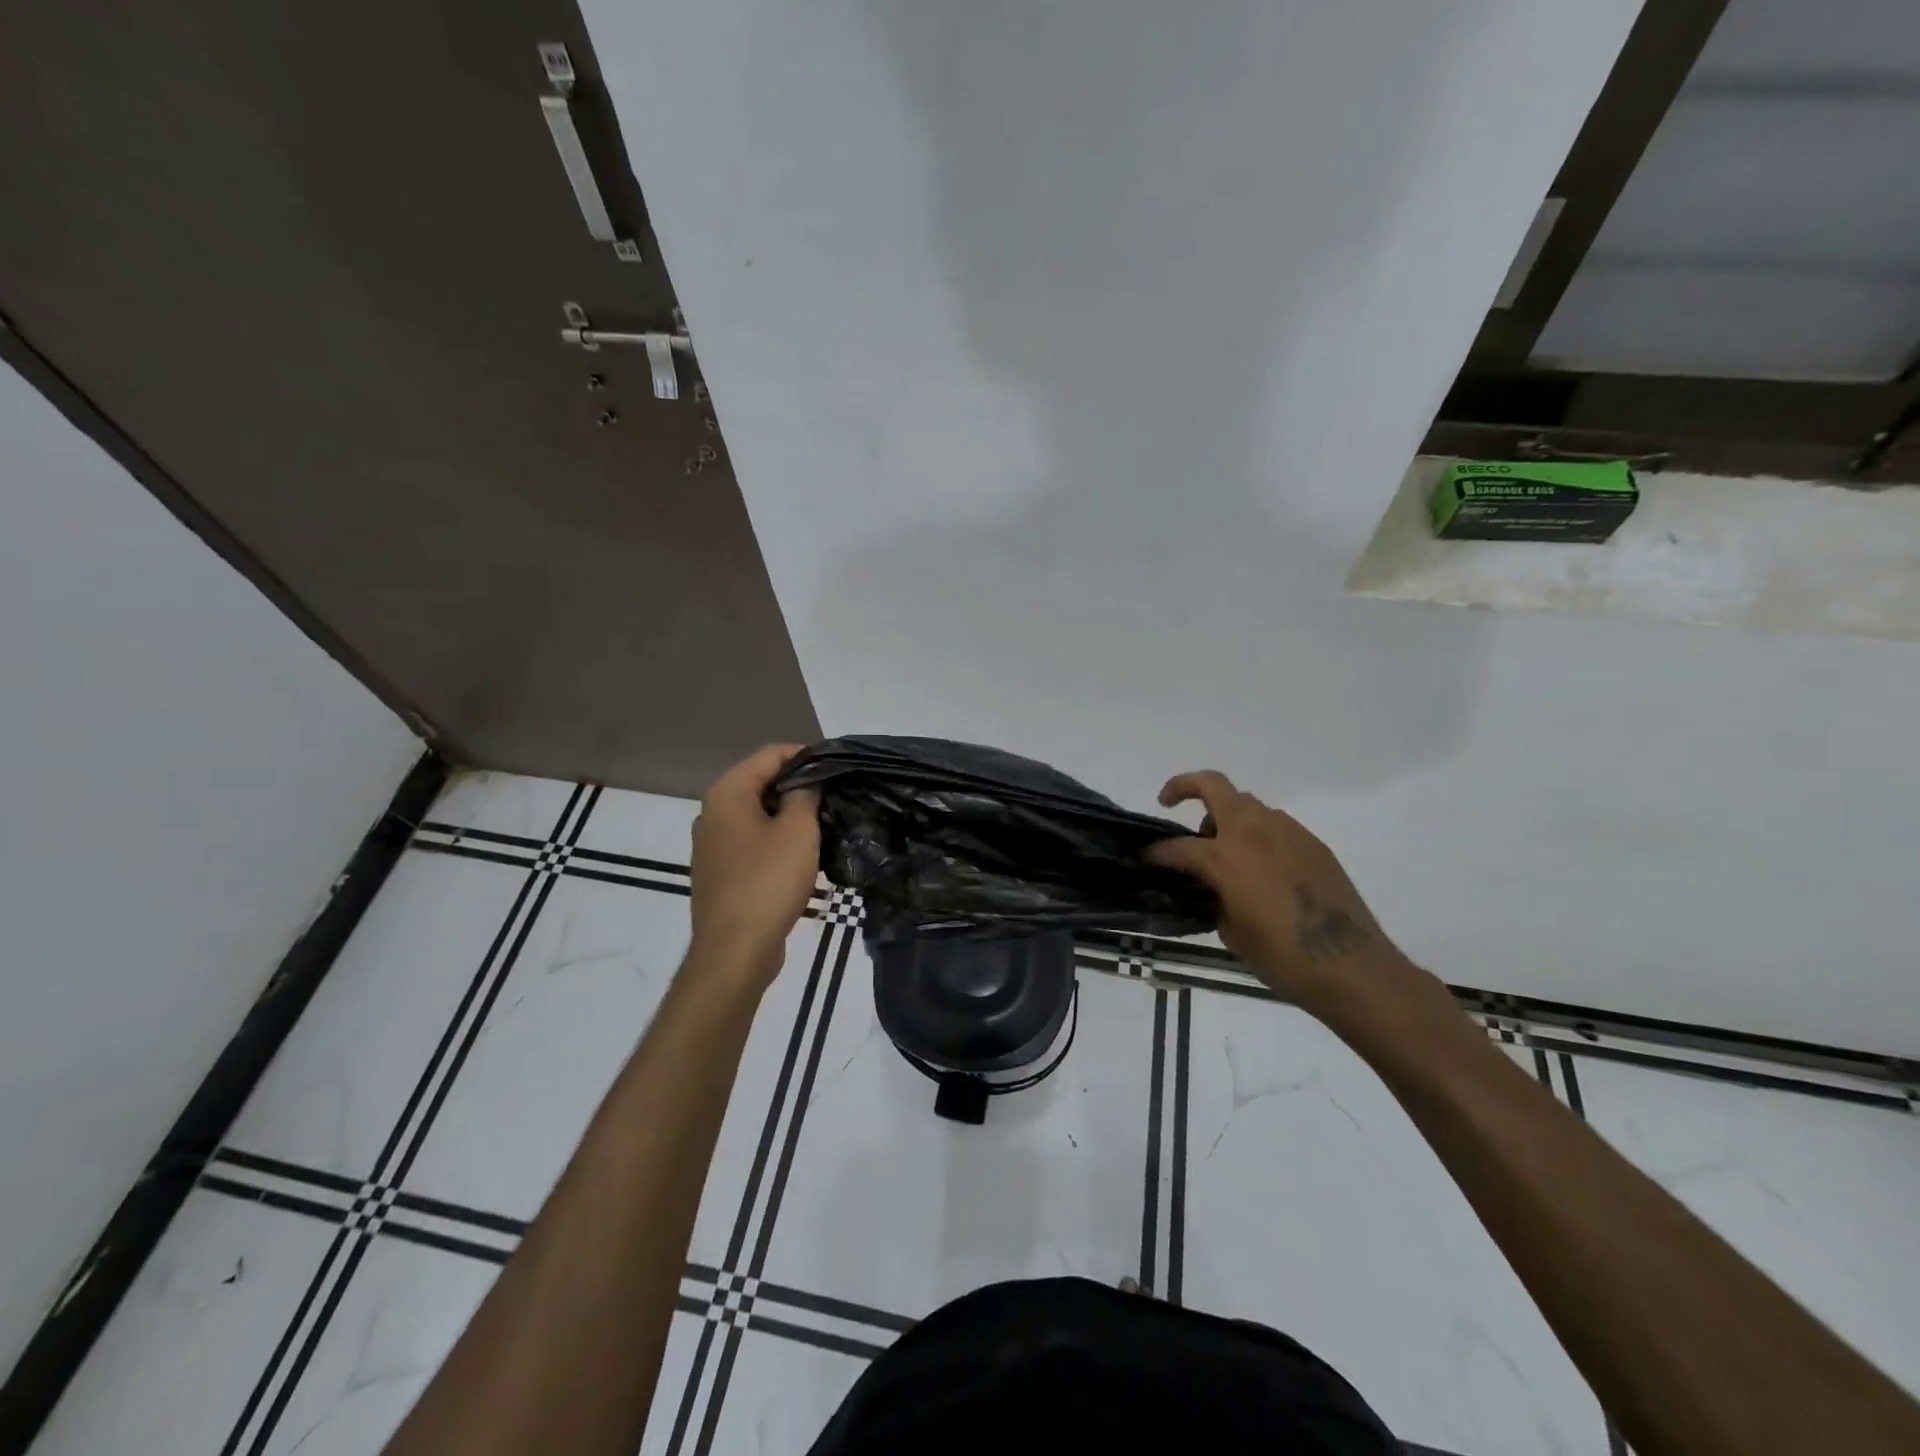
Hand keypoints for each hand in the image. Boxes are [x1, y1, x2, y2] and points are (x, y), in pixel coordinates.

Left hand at [688, 744, 820, 990]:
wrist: (735, 951)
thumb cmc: (768, 882)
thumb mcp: (798, 831)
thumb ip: (805, 795)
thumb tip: (807, 781)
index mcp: (727, 793)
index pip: (770, 754)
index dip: (805, 755)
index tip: (836, 767)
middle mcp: (712, 813)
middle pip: (761, 783)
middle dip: (798, 786)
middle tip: (835, 797)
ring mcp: (712, 845)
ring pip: (757, 815)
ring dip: (789, 816)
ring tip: (825, 825)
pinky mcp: (720, 872)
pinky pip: (752, 843)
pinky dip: (776, 841)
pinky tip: (803, 856)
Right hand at [1145, 771, 1423, 1024]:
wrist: (1350, 965)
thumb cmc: (1281, 957)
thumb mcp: (1231, 931)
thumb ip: (1212, 897)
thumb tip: (1209, 887)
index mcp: (1226, 856)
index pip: (1177, 846)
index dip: (1154, 852)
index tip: (1140, 857)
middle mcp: (1254, 832)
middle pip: (1213, 786)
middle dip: (1184, 786)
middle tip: (1168, 802)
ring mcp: (1287, 832)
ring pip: (1247, 804)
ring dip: (1226, 817)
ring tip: (1223, 850)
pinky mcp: (1313, 843)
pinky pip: (1275, 826)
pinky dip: (1257, 835)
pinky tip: (1261, 868)